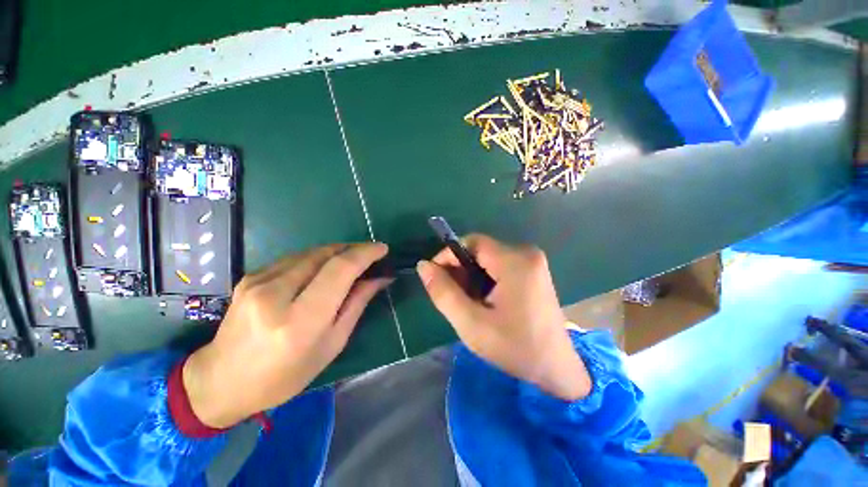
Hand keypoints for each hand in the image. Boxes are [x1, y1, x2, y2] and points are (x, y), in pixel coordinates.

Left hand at [183, 243, 389, 427]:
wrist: (221, 380)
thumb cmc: (284, 375)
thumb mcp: (331, 345)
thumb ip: (357, 305)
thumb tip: (380, 279)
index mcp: (300, 320)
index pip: (340, 270)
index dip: (365, 253)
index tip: (383, 249)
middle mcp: (276, 294)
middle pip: (326, 254)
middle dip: (353, 249)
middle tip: (370, 255)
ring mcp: (259, 281)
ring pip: (311, 252)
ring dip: (336, 252)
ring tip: (351, 261)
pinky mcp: (251, 276)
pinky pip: (295, 258)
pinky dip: (316, 258)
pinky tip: (323, 269)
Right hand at [417, 235, 590, 400]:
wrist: (557, 369)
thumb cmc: (515, 348)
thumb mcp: (471, 324)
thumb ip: (443, 292)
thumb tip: (423, 265)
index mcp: (515, 262)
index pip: (471, 242)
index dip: (449, 256)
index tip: (436, 277)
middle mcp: (526, 253)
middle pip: (480, 250)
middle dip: (460, 269)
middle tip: (453, 296)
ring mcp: (533, 261)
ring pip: (488, 258)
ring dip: (472, 275)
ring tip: (469, 302)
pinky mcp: (533, 270)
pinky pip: (500, 264)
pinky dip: (485, 278)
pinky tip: (485, 300)